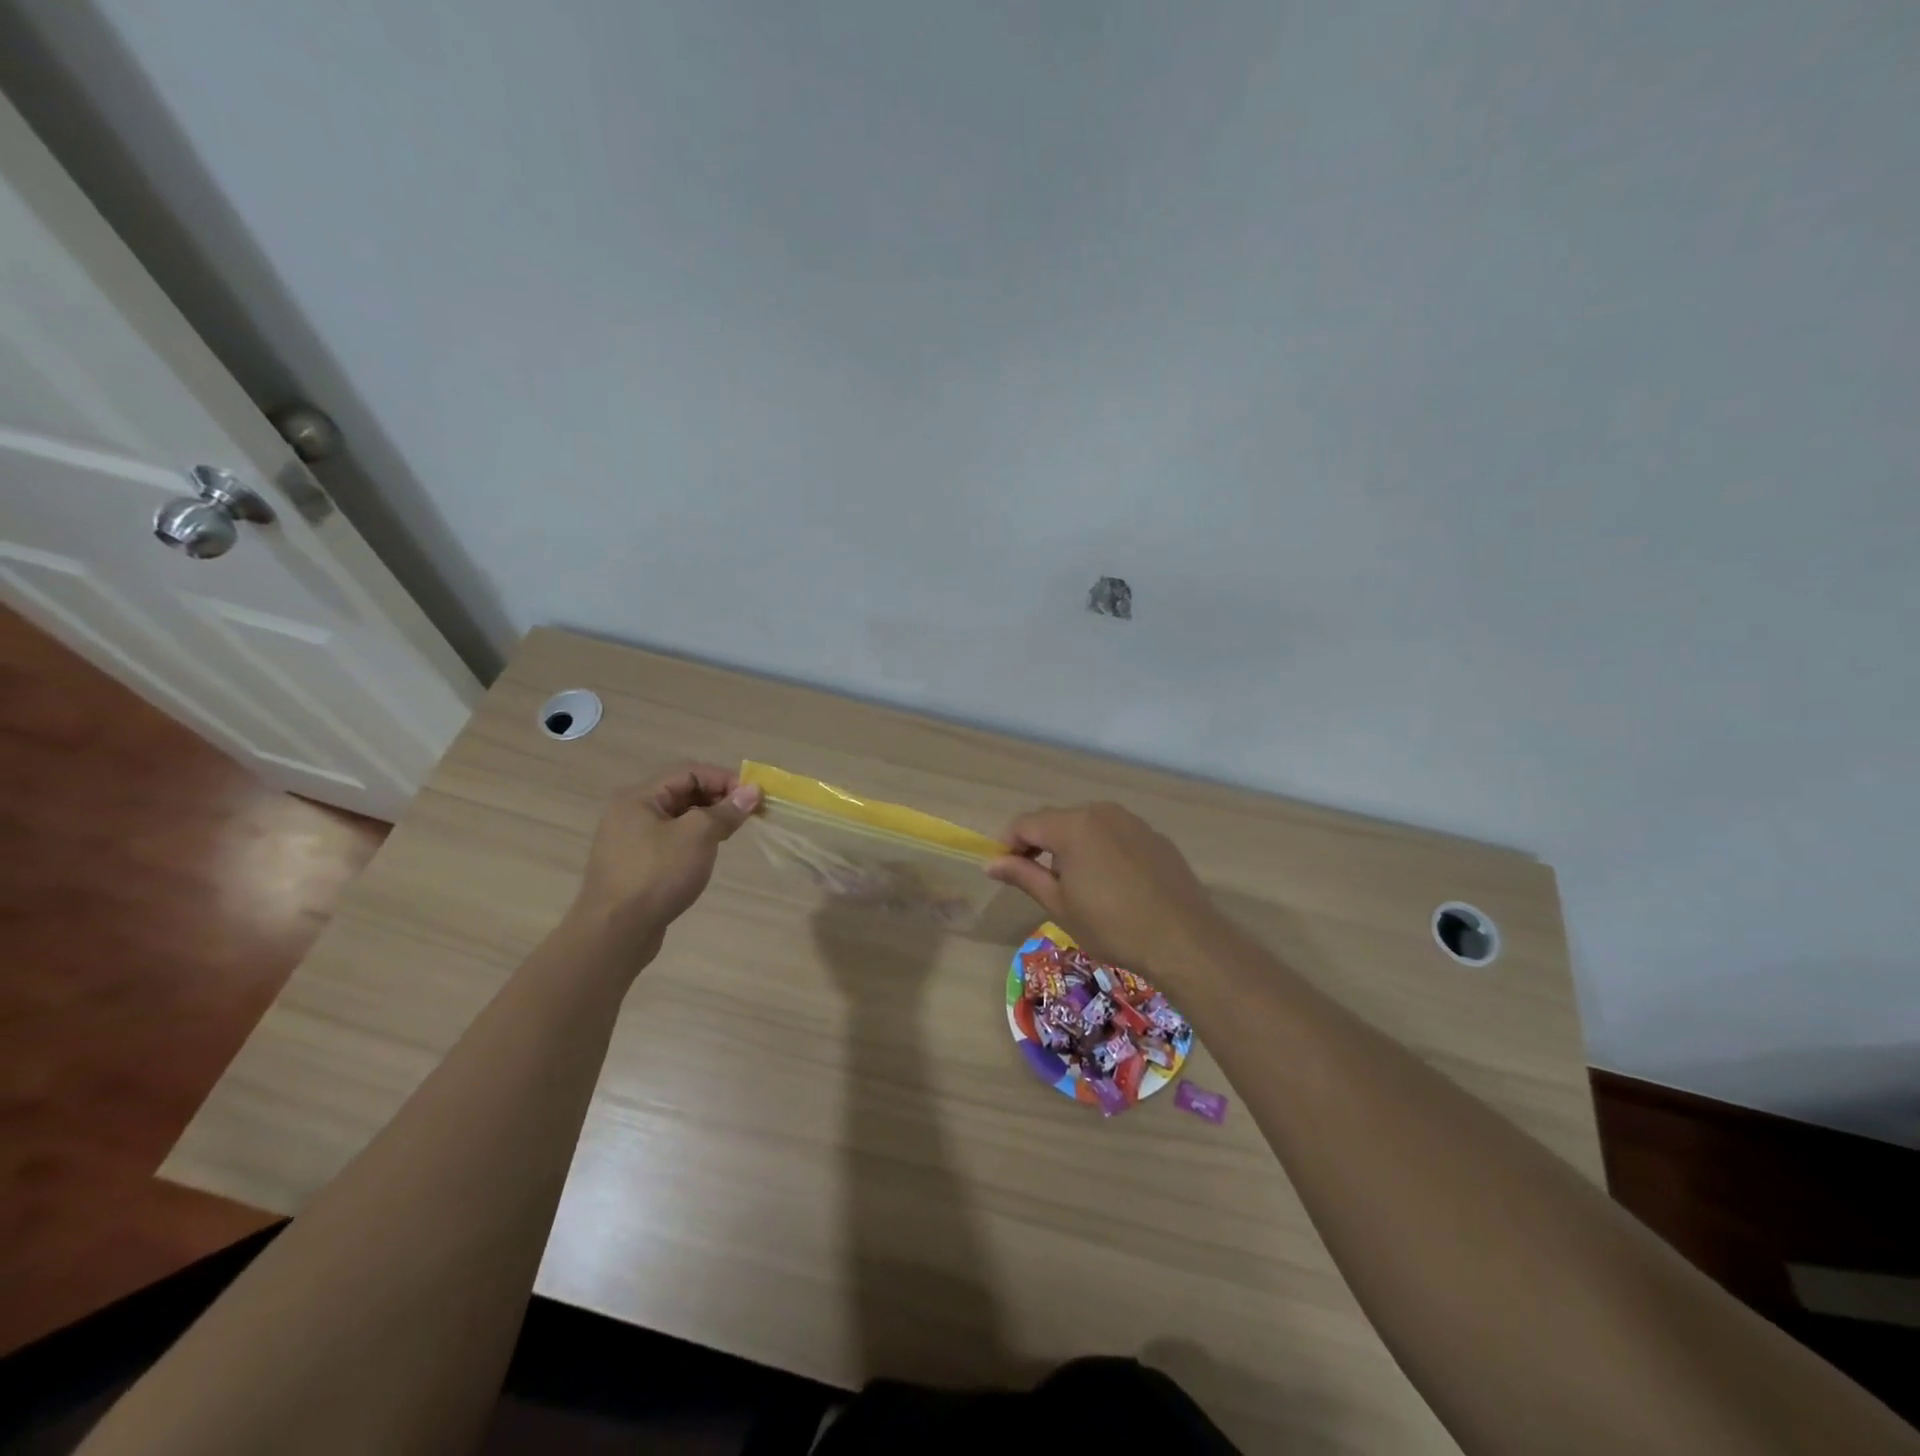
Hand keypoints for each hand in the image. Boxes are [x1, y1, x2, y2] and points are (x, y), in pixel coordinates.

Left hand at [570, 764, 761, 949]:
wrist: (615, 932)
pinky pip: (670, 841)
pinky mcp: (635, 866)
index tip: (754, 797)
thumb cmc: (657, 875)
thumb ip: (725, 810)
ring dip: (707, 820)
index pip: (690, 772)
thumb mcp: (698, 836)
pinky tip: (706, 855)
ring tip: (731, 834)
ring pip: (677, 818)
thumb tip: (752, 791)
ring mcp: (630, 841)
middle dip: (718, 799)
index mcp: (639, 797)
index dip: (725, 779)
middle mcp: (630, 813)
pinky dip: (693, 841)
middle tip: (747, 815)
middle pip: (682, 792)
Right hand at [985, 802, 1223, 975]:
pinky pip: (1116, 836)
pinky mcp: (1155, 837)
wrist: (1183, 940)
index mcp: (1073, 826)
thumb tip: (990, 863)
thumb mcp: (1059, 904)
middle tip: (1040, 882)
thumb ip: (1023, 875)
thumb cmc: (1112, 925)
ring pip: (1088, 827)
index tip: (1003, 870)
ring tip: (1078, 887)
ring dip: (1072, 847)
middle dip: (1041, 845)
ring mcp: (1132, 822)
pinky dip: (1102, 852)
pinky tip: (1113, 886)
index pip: (1026, 823)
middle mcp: (1102, 812)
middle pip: (1057, 821)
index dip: (1008, 844)